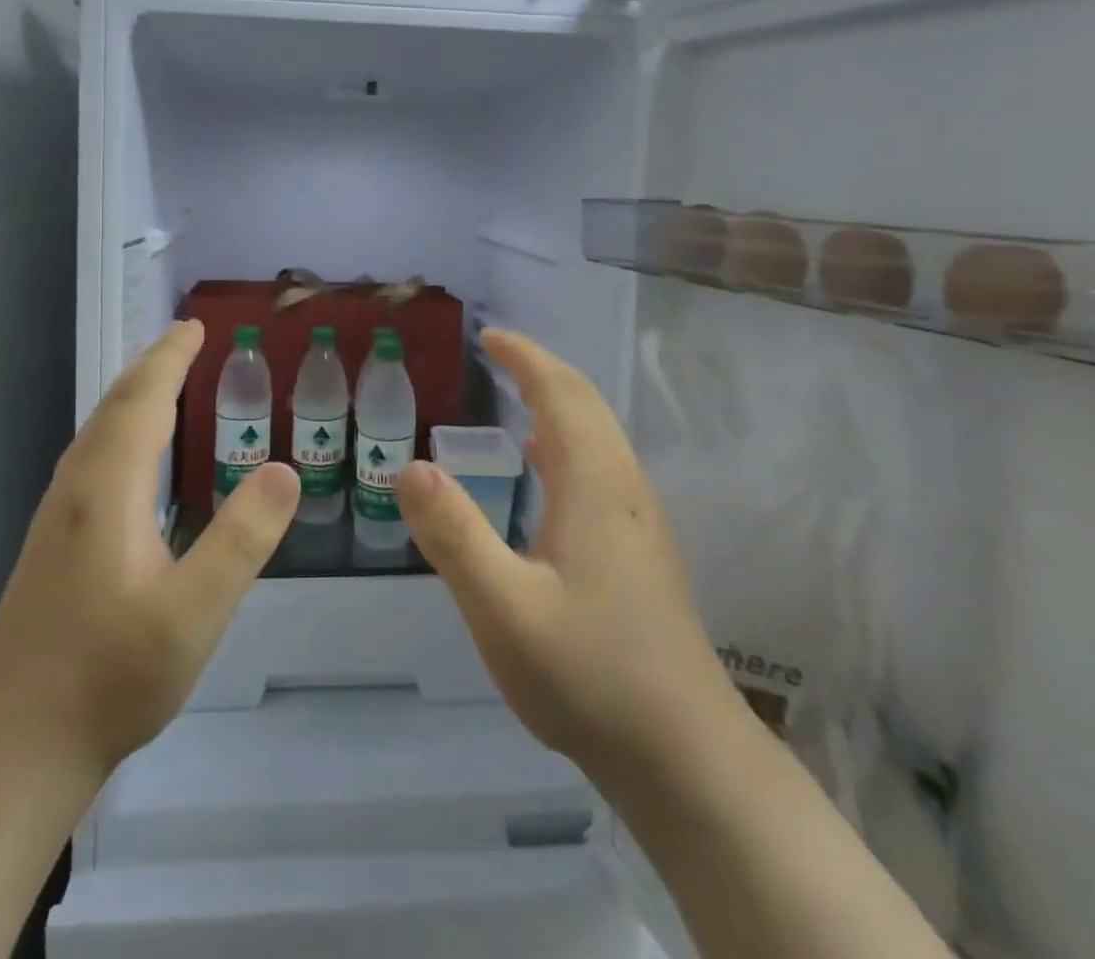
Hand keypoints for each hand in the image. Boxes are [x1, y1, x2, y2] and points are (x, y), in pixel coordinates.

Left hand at [0, 320, 299, 781]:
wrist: (9, 751)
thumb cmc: (108, 679)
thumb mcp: (193, 613)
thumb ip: (241, 539)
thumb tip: (284, 469)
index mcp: (107, 490)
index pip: (142, 401)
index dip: (170, 359)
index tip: (196, 326)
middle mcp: (76, 490)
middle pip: (114, 407)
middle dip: (151, 367)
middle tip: (186, 339)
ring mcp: (56, 519)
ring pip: (96, 433)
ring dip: (132, 396)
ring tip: (163, 381)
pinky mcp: (51, 546)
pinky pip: (91, 459)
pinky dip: (120, 430)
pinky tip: (132, 458)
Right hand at [397, 329, 740, 793]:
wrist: (686, 758)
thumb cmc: (589, 676)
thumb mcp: (504, 609)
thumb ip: (454, 535)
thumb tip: (408, 466)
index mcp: (594, 484)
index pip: (560, 393)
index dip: (525, 357)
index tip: (488, 336)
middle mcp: (624, 486)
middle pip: (586, 403)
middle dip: (541, 369)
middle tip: (496, 354)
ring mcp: (640, 518)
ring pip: (600, 433)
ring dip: (558, 400)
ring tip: (515, 394)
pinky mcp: (643, 547)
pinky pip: (603, 463)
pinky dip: (568, 438)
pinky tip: (543, 469)